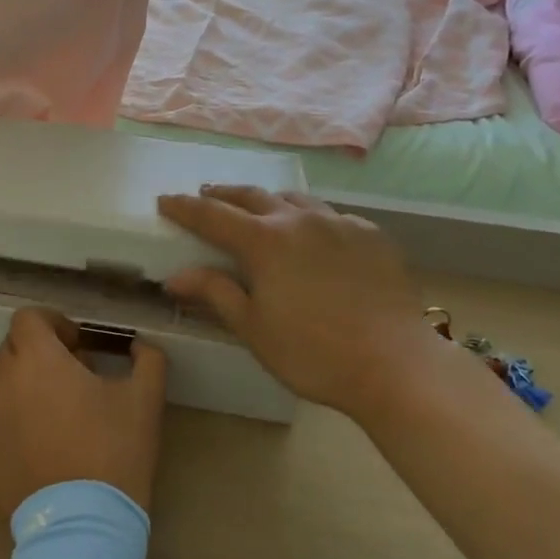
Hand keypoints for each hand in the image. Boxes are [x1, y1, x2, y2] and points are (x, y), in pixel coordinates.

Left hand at [0, 308, 167, 519]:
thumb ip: (147, 359)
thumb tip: (139, 345)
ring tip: (48, 404)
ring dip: (16, 379)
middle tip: (70, 375)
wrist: (81, 525)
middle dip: (37, 351)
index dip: (52, 323)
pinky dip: (8, 416)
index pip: (27, 318)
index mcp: (37, 359)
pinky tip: (38, 441)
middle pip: (10, 347)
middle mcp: (3, 381)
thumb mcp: (145, 399)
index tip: (76, 345)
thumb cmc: (113, 452)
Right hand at [157, 186, 451, 417]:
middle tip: (206, 195)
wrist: (395, 363)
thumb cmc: (313, 353)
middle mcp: (298, 219)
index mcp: (264, 241)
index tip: (164, 201)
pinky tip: (314, 236)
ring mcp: (339, 223)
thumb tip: (175, 276)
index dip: (184, 207)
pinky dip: (310, 219)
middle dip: (223, 194)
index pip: (212, 215)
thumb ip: (215, 293)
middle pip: (251, 196)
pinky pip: (331, 216)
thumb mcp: (254, 328)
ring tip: (258, 209)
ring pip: (294, 199)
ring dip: (268, 201)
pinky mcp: (371, 234)